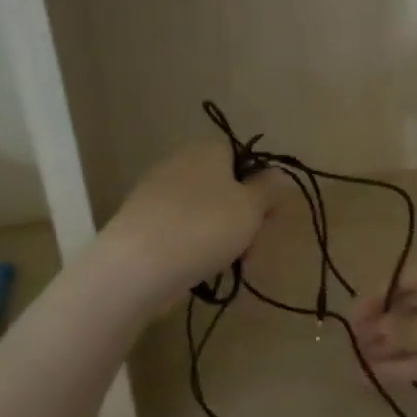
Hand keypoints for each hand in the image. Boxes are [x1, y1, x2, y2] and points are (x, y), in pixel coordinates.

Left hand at [104, 141, 287, 304]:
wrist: (139, 265)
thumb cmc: (205, 227)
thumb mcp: (252, 207)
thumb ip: (270, 189)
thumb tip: (277, 175)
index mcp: (207, 149)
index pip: (241, 154)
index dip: (259, 182)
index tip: (268, 212)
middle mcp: (180, 162)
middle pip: (224, 185)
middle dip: (243, 214)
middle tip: (252, 243)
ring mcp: (157, 193)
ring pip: (205, 210)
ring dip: (223, 234)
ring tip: (230, 261)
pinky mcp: (144, 223)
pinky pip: (183, 229)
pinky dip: (197, 245)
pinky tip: (201, 267)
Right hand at [353, 257, 416, 403]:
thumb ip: (398, 330)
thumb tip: (377, 330)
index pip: (398, 278)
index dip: (371, 298)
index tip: (348, 324)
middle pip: (408, 307)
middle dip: (379, 329)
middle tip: (353, 351)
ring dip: (390, 351)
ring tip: (359, 371)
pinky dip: (409, 366)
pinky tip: (383, 379)